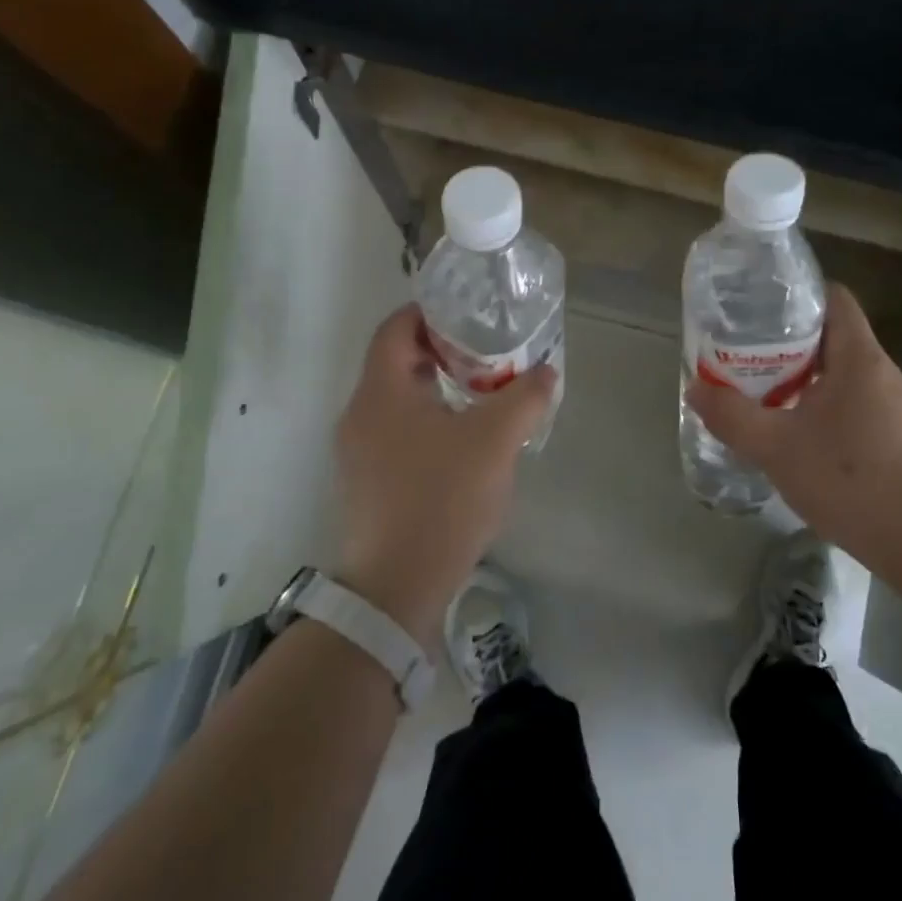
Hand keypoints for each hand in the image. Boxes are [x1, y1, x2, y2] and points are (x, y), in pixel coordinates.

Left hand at [333, 305, 556, 645]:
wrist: (396, 588)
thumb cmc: (442, 498)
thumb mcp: (496, 440)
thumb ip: (525, 397)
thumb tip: (545, 373)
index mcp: (380, 392)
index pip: (395, 327)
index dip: (428, 312)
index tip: (467, 314)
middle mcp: (359, 415)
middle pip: (396, 362)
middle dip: (440, 352)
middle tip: (484, 353)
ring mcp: (357, 453)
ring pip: (397, 401)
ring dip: (435, 389)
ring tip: (481, 396)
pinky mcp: (365, 484)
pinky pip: (395, 433)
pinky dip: (426, 422)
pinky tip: (462, 444)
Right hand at [685, 285, 901, 574]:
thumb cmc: (847, 480)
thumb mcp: (775, 447)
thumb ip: (732, 416)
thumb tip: (696, 389)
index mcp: (859, 357)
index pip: (833, 298)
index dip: (796, 295)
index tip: (759, 309)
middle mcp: (880, 370)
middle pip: (831, 332)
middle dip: (786, 339)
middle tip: (745, 351)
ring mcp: (891, 401)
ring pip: (839, 368)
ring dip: (801, 373)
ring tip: (762, 386)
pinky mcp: (894, 430)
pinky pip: (851, 396)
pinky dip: (820, 399)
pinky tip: (795, 426)